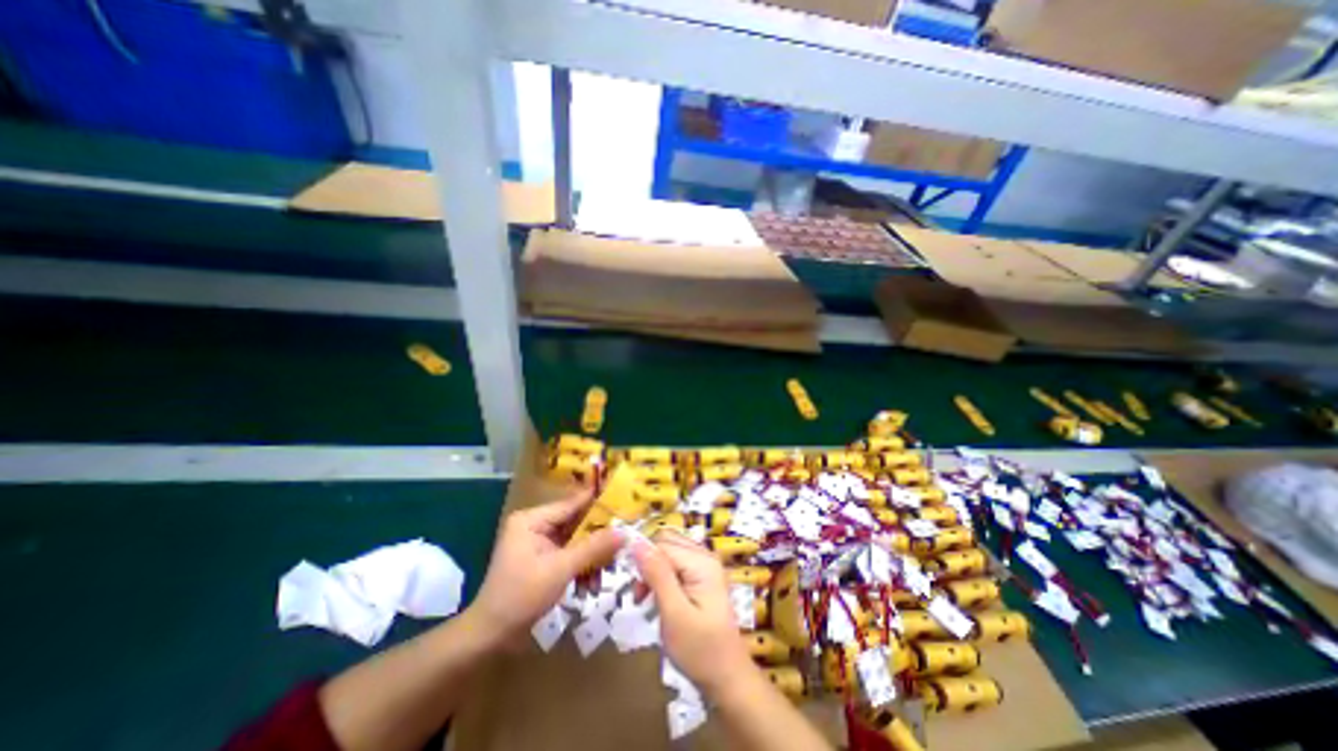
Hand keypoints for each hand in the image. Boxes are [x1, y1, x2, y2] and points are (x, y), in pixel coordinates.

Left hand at [465, 489, 625, 648]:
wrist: (490, 638)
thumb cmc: (521, 597)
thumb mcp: (560, 569)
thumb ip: (593, 548)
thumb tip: (625, 532)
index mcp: (532, 520)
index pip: (572, 504)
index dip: (598, 502)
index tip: (625, 500)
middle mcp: (536, 525)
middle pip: (576, 523)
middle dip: (599, 535)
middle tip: (624, 538)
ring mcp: (539, 543)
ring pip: (576, 540)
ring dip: (592, 555)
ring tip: (609, 569)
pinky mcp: (543, 560)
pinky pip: (570, 554)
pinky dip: (582, 566)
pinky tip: (592, 583)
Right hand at [630, 530, 751, 693]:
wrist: (727, 678)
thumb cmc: (700, 650)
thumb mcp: (674, 613)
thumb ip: (657, 574)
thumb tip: (636, 543)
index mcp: (701, 561)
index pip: (662, 544)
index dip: (644, 561)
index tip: (636, 592)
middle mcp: (705, 555)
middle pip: (667, 542)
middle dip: (649, 563)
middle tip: (641, 595)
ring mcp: (706, 565)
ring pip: (670, 552)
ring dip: (654, 571)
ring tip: (647, 600)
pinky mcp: (703, 577)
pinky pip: (677, 564)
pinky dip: (663, 577)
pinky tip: (661, 599)